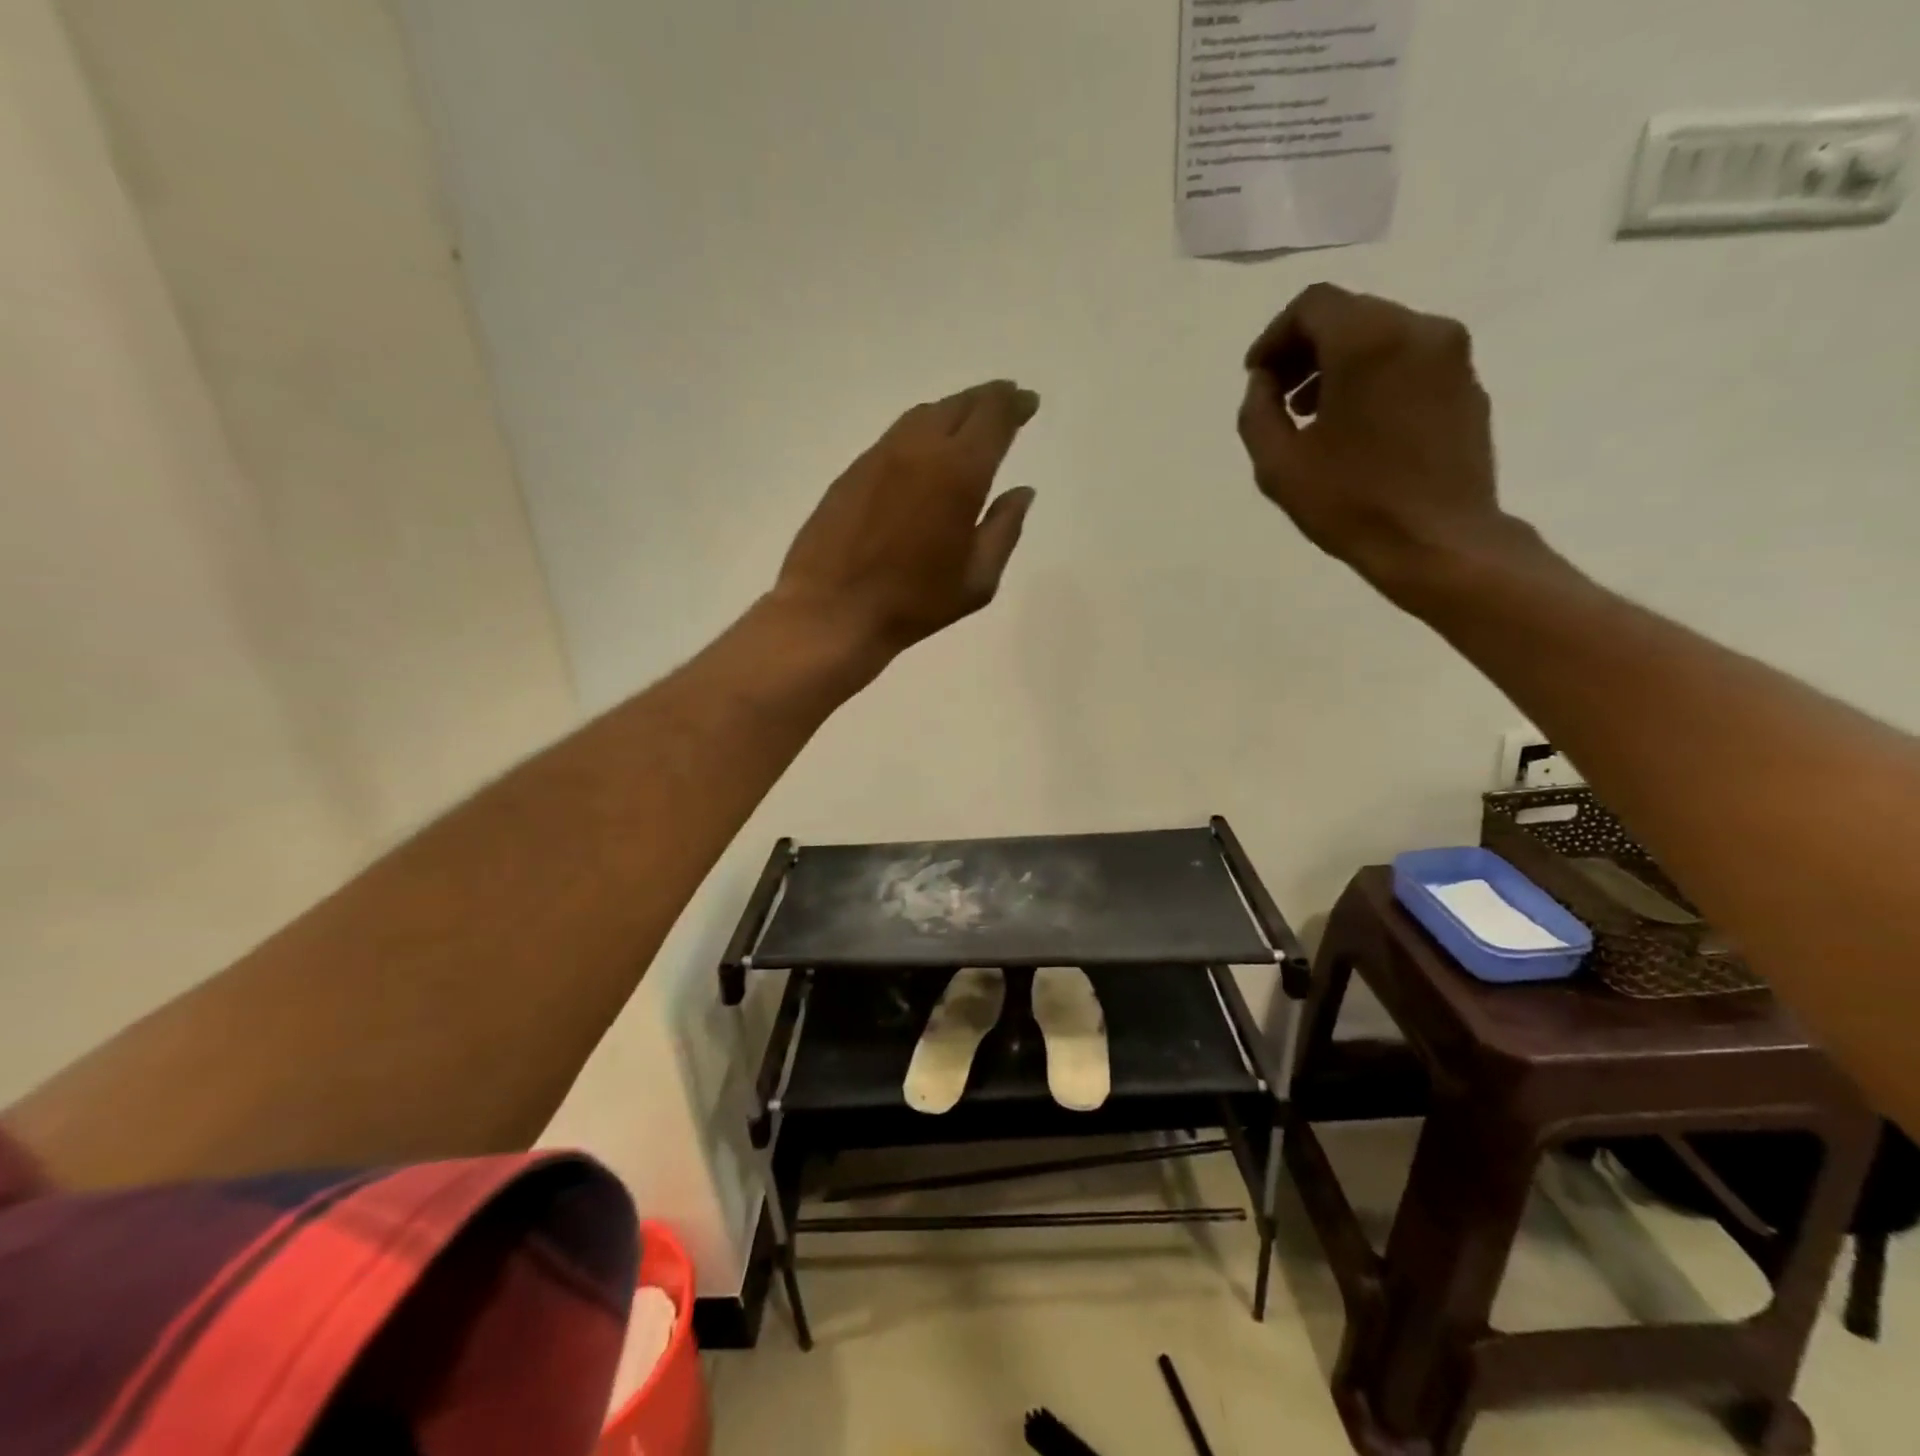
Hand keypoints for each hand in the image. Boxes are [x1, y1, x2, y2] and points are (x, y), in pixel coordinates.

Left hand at [774, 380, 1039, 657]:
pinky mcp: (853, 470)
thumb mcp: (977, 580)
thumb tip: (1021, 492)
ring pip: (923, 415)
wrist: (832, 610)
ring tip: (968, 421)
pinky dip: (921, 431)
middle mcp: (920, 450)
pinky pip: (896, 435)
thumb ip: (1004, 529)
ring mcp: (880, 456)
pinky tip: (925, 450)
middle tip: (1005, 401)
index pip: (993, 418)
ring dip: (952, 411)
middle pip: (959, 405)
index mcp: (959, 473)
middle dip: (988, 399)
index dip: (1014, 404)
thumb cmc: (914, 603)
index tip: (1027, 402)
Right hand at [1237, 284, 1511, 602]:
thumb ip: (1258, 412)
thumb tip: (1263, 382)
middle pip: (1349, 315)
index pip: (1313, 305)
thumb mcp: (1277, 465)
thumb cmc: (1351, 504)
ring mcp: (1451, 355)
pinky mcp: (1467, 384)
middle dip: (1306, 350)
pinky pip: (1409, 361)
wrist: (1438, 542)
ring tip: (1313, 416)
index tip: (1257, 377)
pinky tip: (1356, 427)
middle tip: (1280, 398)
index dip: (1274, 337)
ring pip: (1381, 336)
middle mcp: (1418, 330)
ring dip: (1339, 364)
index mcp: (1368, 342)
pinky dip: (1374, 378)